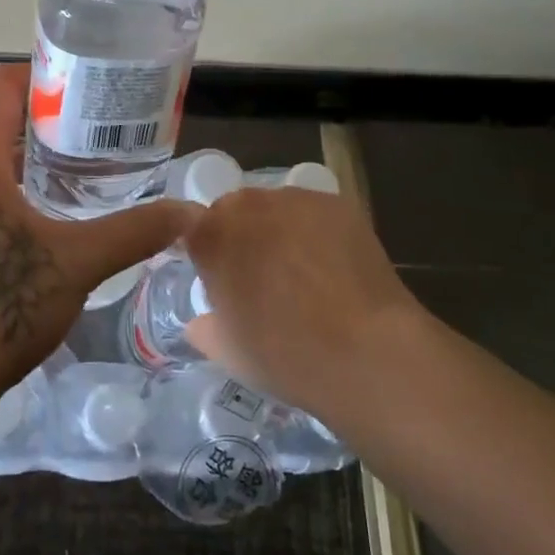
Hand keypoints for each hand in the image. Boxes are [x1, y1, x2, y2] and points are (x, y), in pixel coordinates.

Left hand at [0, 63, 195, 403]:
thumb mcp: (77, 265)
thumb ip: (135, 231)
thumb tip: (188, 213)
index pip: (0, 83)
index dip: (43, 78)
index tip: (85, 98)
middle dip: (41, 128)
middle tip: (91, 146)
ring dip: (19, 167)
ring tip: (68, 189)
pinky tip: (29, 238)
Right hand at [183, 186, 425, 419]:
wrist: (365, 351)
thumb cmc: (285, 354)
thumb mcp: (227, 351)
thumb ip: (204, 328)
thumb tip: (201, 322)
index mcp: (210, 236)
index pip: (189, 225)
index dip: (202, 247)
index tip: (214, 273)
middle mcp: (247, 205)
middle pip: (235, 211)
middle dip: (242, 236)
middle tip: (259, 278)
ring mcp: (295, 200)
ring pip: (276, 208)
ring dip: (279, 230)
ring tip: (302, 272)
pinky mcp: (337, 204)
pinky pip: (313, 213)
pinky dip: (316, 232)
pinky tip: (333, 267)